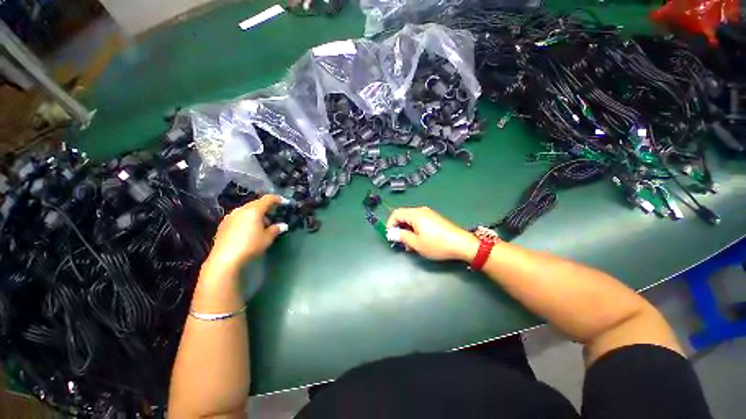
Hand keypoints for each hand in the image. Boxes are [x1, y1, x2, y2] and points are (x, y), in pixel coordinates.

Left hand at [204, 195, 286, 276]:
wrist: (225, 258)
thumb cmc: (250, 245)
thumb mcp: (267, 238)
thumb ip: (276, 229)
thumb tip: (283, 226)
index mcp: (253, 210)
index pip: (267, 199)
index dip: (277, 199)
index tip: (284, 202)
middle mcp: (241, 210)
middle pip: (256, 204)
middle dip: (266, 208)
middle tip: (273, 216)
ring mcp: (230, 217)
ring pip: (246, 211)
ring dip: (255, 215)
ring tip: (261, 225)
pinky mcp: (223, 225)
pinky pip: (238, 217)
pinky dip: (246, 220)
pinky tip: (248, 231)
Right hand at [386, 207, 478, 261]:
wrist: (462, 244)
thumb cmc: (437, 244)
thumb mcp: (416, 243)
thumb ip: (402, 237)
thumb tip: (392, 233)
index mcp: (415, 214)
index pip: (396, 213)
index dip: (390, 224)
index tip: (391, 237)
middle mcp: (421, 211)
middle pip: (404, 216)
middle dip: (399, 229)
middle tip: (402, 243)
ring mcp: (429, 214)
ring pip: (411, 220)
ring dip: (407, 231)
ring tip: (411, 245)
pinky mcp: (435, 219)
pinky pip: (419, 221)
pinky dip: (415, 230)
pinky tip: (420, 241)